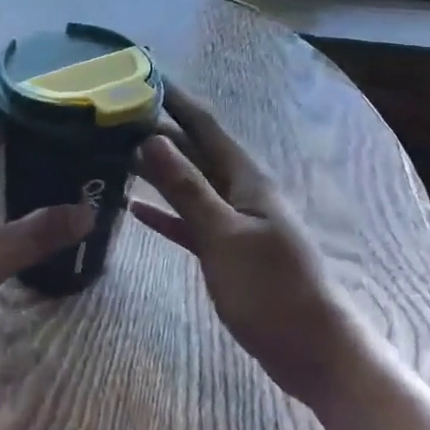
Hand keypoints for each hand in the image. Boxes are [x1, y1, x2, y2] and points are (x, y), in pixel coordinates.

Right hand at [131, 84, 357, 407]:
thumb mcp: (224, 236)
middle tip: (114, 116)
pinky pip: (190, 222)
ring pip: (190, 186)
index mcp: (245, 179)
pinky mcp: (227, 253)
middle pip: (194, 152)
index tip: (142, 75)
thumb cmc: (272, 290)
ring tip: (117, 153)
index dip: (175, 99)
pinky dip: (165, 213)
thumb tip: (151, 138)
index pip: (204, 126)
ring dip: (158, 170)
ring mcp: (234, 223)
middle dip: (159, 132)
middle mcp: (240, 192)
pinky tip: (135, 210)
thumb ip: (187, 188)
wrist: (315, 353)